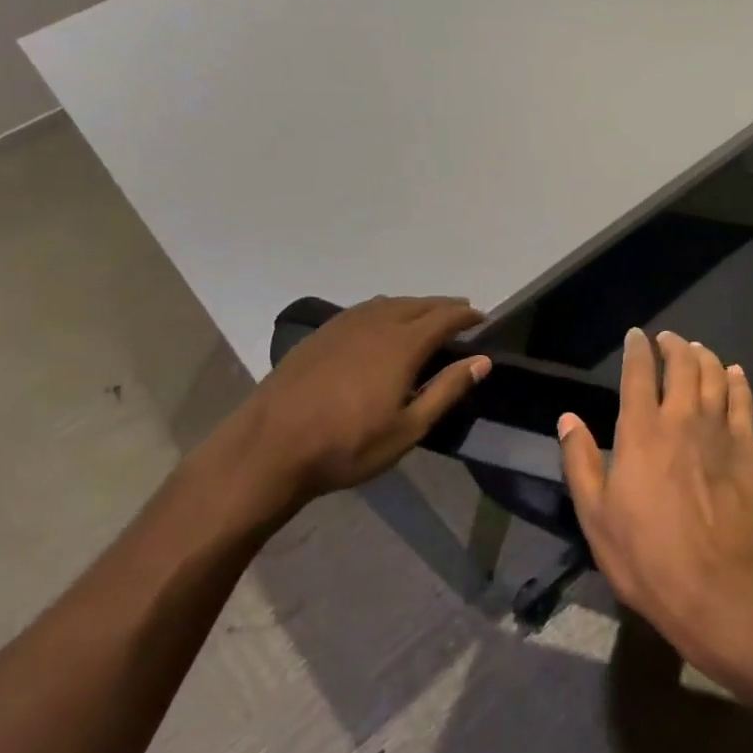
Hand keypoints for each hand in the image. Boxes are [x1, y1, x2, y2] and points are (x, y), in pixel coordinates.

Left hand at [245, 295, 489, 505]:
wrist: (268, 449)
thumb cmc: (347, 446)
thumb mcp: (408, 428)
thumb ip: (447, 390)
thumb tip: (482, 360)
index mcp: (402, 345)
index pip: (444, 318)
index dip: (467, 315)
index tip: (484, 318)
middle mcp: (375, 324)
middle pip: (418, 304)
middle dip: (444, 306)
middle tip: (462, 312)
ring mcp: (343, 326)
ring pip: (389, 303)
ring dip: (415, 305)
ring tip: (427, 315)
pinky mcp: (319, 335)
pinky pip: (363, 310)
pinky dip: (385, 309)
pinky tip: (382, 322)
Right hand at [558, 329, 752, 672]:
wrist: (713, 587)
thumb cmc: (644, 555)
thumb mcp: (594, 515)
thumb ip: (580, 460)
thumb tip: (568, 418)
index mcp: (640, 432)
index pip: (638, 374)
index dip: (637, 350)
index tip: (636, 337)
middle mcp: (682, 420)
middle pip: (682, 365)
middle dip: (673, 345)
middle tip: (668, 339)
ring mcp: (719, 432)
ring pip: (715, 376)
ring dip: (705, 357)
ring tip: (697, 350)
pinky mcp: (747, 450)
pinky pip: (744, 403)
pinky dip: (738, 382)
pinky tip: (735, 374)